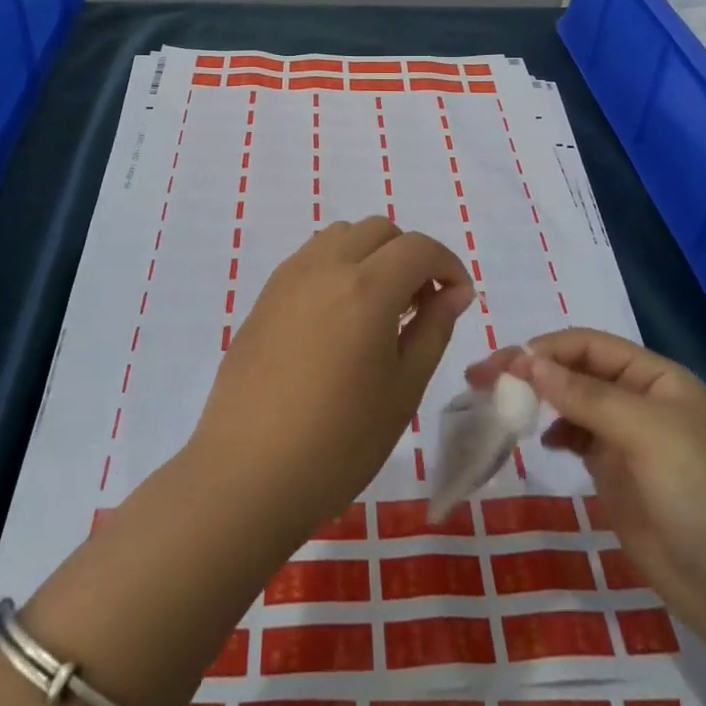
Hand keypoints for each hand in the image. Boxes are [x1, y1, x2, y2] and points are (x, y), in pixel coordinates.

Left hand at [187, 218, 474, 552]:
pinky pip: (311, 257)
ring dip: (372, 255)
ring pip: (342, 235)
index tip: (459, 299)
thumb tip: (454, 293)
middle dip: (411, 255)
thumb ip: (433, 329)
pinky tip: (339, 318)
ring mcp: (289, 277)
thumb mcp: (403, 390)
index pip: (419, 248)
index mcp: (366, 288)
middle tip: (420, 305)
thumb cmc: (338, 442)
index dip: (448, 266)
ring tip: (379, 308)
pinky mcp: (265, 296)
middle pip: (380, 230)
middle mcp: (326, 267)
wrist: (247, 475)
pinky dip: (339, 266)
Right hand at [467, 329, 705, 650]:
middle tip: (480, 381)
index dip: (543, 350)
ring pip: (571, 406)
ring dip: (537, 400)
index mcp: (654, 377)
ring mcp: (627, 443)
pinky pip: (577, 443)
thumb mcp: (647, 432)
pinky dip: (553, 434)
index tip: (500, 367)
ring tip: (499, 408)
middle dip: (530, 371)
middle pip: (574, 372)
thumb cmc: (704, 494)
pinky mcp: (618, 481)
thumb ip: (586, 395)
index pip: (587, 346)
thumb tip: (528, 361)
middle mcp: (638, 401)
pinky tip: (539, 441)